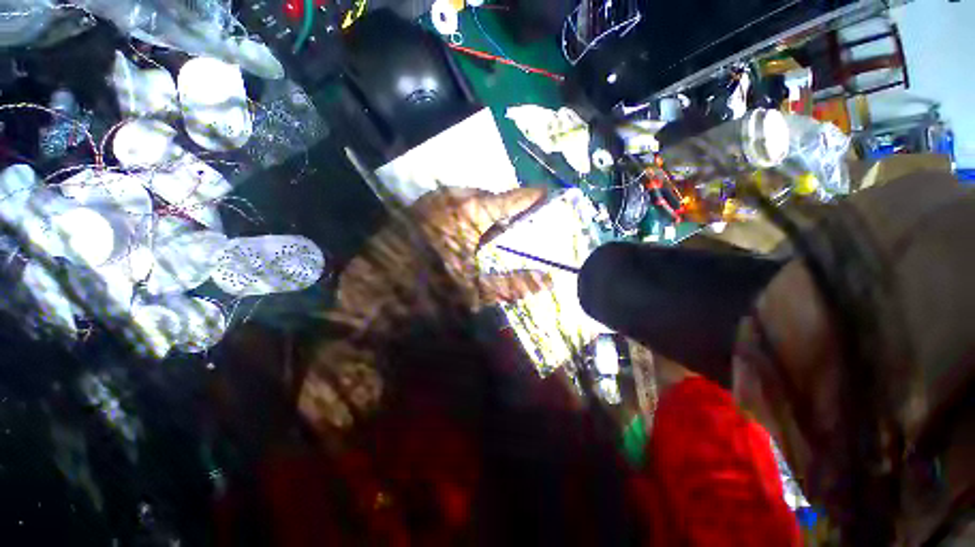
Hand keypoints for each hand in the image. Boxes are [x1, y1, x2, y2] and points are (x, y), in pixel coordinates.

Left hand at [300, 187, 553, 437]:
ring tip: (480, 222)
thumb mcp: (475, 293)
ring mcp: (421, 206)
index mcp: (468, 214)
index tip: (544, 191)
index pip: (507, 199)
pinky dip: (449, 212)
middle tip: (508, 216)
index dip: (527, 196)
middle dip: (495, 201)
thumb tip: (546, 280)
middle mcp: (445, 202)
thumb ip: (511, 284)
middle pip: (479, 194)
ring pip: (454, 197)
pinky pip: (435, 205)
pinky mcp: (403, 216)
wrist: (373, 301)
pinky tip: (448, 230)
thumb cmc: (430, 297)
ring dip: (470, 204)